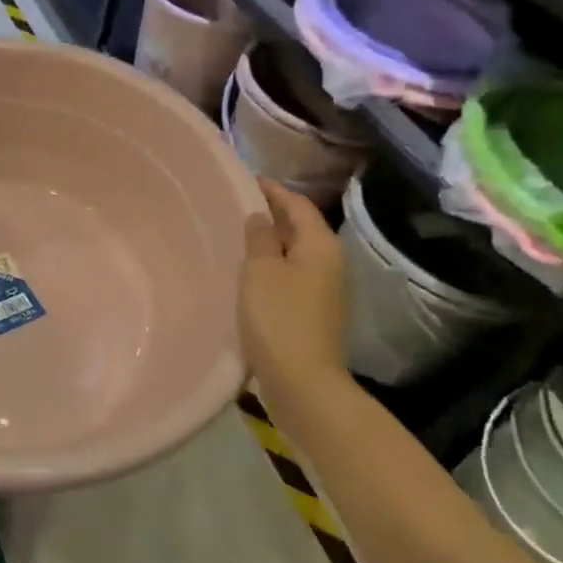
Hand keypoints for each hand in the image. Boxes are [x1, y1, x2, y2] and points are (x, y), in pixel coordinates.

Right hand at [238, 179, 347, 396]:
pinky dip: (270, 265)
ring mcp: (323, 290)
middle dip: (270, 214)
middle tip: (234, 205)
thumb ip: (260, 238)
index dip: (272, 190)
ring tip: (236, 235)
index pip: (298, 204)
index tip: (243, 180)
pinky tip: (246, 271)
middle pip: (299, 227)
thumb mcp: (261, 270)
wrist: (302, 382)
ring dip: (269, 241)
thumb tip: (260, 216)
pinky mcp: (311, 312)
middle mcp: (329, 263)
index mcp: (320, 246)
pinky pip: (289, 275)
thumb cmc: (279, 318)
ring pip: (294, 253)